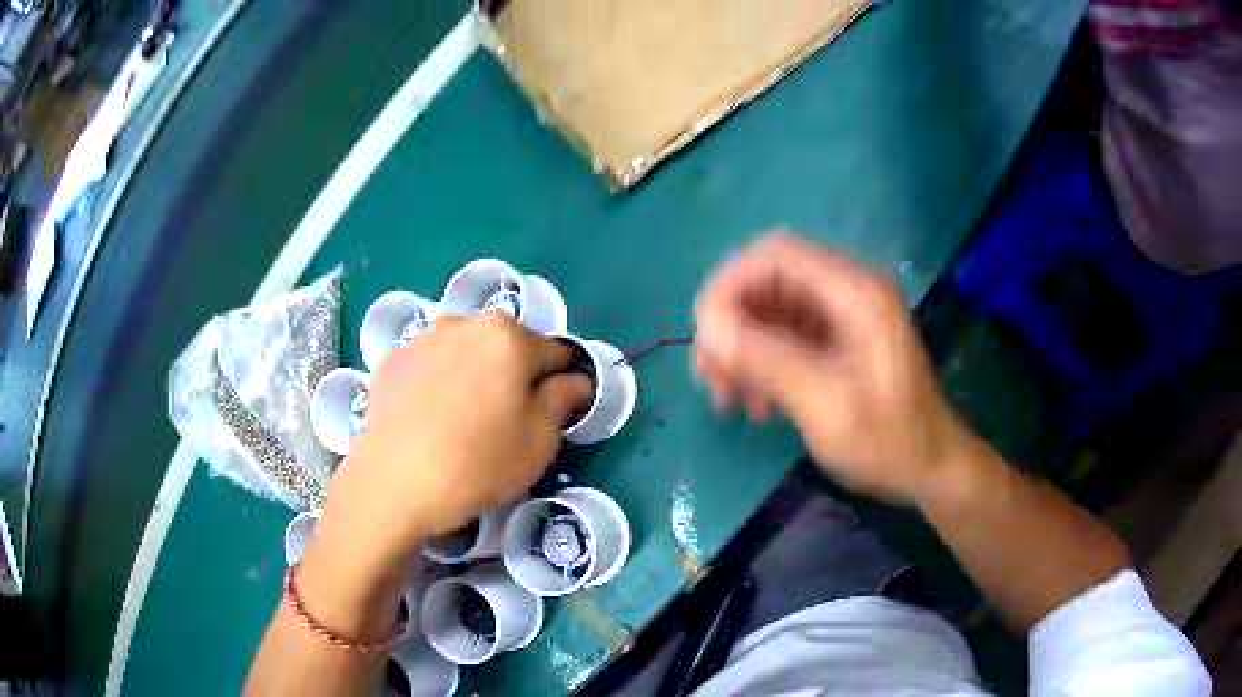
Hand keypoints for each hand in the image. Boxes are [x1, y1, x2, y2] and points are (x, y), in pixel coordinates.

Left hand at [320, 315, 590, 569]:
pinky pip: (429, 365)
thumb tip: (575, 380)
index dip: (561, 380)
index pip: (554, 352)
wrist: (393, 484)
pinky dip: (437, 382)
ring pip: (463, 352)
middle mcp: (464, 323)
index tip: (555, 410)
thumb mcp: (538, 441)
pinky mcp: (391, 361)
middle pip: (505, 345)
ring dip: (472, 374)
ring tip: (462, 419)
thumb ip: (562, 400)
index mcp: (508, 337)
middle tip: (506, 420)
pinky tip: (429, 419)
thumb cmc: (477, 464)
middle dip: (513, 374)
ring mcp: (421, 339)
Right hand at [694, 232, 973, 504]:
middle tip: (709, 372)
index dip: (730, 284)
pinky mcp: (837, 341)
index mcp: (854, 293)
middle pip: (769, 281)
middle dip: (731, 323)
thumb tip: (710, 328)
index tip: (704, 335)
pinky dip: (762, 364)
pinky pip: (786, 337)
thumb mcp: (827, 405)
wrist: (931, 469)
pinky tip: (756, 404)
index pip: (776, 255)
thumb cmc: (889, 442)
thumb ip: (768, 360)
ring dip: (742, 348)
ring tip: (726, 397)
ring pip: (772, 310)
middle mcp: (847, 292)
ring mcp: (843, 317)